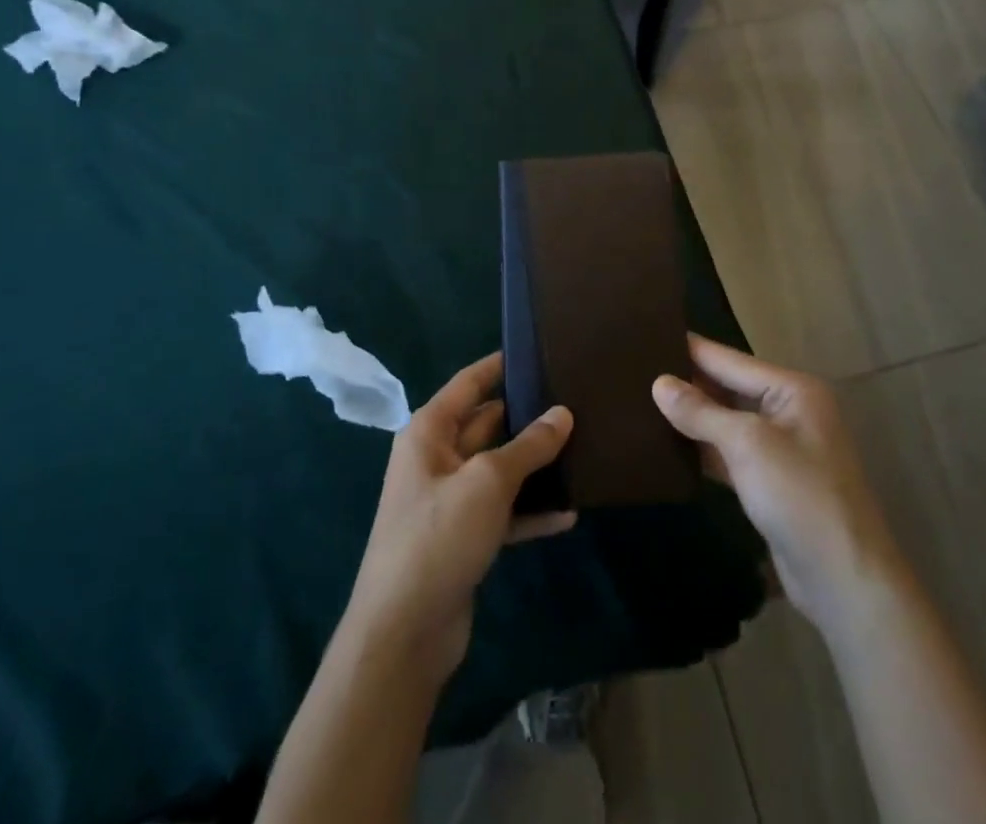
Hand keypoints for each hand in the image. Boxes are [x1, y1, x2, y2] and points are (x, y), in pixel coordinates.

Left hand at [345, 353, 574, 687]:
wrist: (402, 634)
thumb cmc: (438, 536)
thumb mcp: (488, 482)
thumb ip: (528, 446)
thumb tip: (563, 413)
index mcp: (429, 432)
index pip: (469, 383)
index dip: (499, 365)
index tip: (536, 350)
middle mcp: (437, 459)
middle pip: (488, 425)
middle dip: (528, 417)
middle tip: (576, 402)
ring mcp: (450, 501)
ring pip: (499, 470)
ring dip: (534, 467)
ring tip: (582, 450)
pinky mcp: (464, 539)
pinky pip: (503, 512)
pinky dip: (530, 512)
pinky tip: (569, 514)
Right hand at [653, 336, 900, 633]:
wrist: (843, 580)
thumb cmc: (799, 495)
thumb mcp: (747, 444)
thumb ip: (701, 412)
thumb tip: (659, 384)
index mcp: (792, 390)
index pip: (730, 360)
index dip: (691, 349)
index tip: (648, 335)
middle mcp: (789, 411)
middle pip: (729, 388)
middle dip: (689, 382)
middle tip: (637, 370)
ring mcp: (781, 448)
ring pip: (728, 422)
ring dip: (693, 418)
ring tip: (643, 402)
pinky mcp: (771, 482)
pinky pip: (730, 453)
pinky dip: (704, 449)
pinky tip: (668, 446)